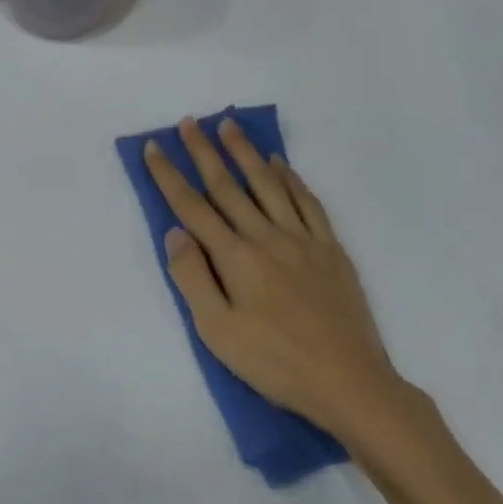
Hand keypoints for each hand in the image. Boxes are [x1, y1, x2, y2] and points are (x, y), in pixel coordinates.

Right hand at [145, 116, 404, 444]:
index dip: (169, 175)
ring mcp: (302, 239)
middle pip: (228, 186)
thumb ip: (193, 278)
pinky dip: (291, 178)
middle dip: (204, 151)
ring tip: (229, 126)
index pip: (192, 207)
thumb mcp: (218, 332)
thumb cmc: (275, 362)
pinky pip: (307, 202)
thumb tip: (175, 233)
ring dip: (245, 153)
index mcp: (236, 257)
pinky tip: (281, 164)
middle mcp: (266, 236)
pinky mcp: (330, 248)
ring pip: (268, 184)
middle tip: (189, 122)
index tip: (153, 147)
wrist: (349, 381)